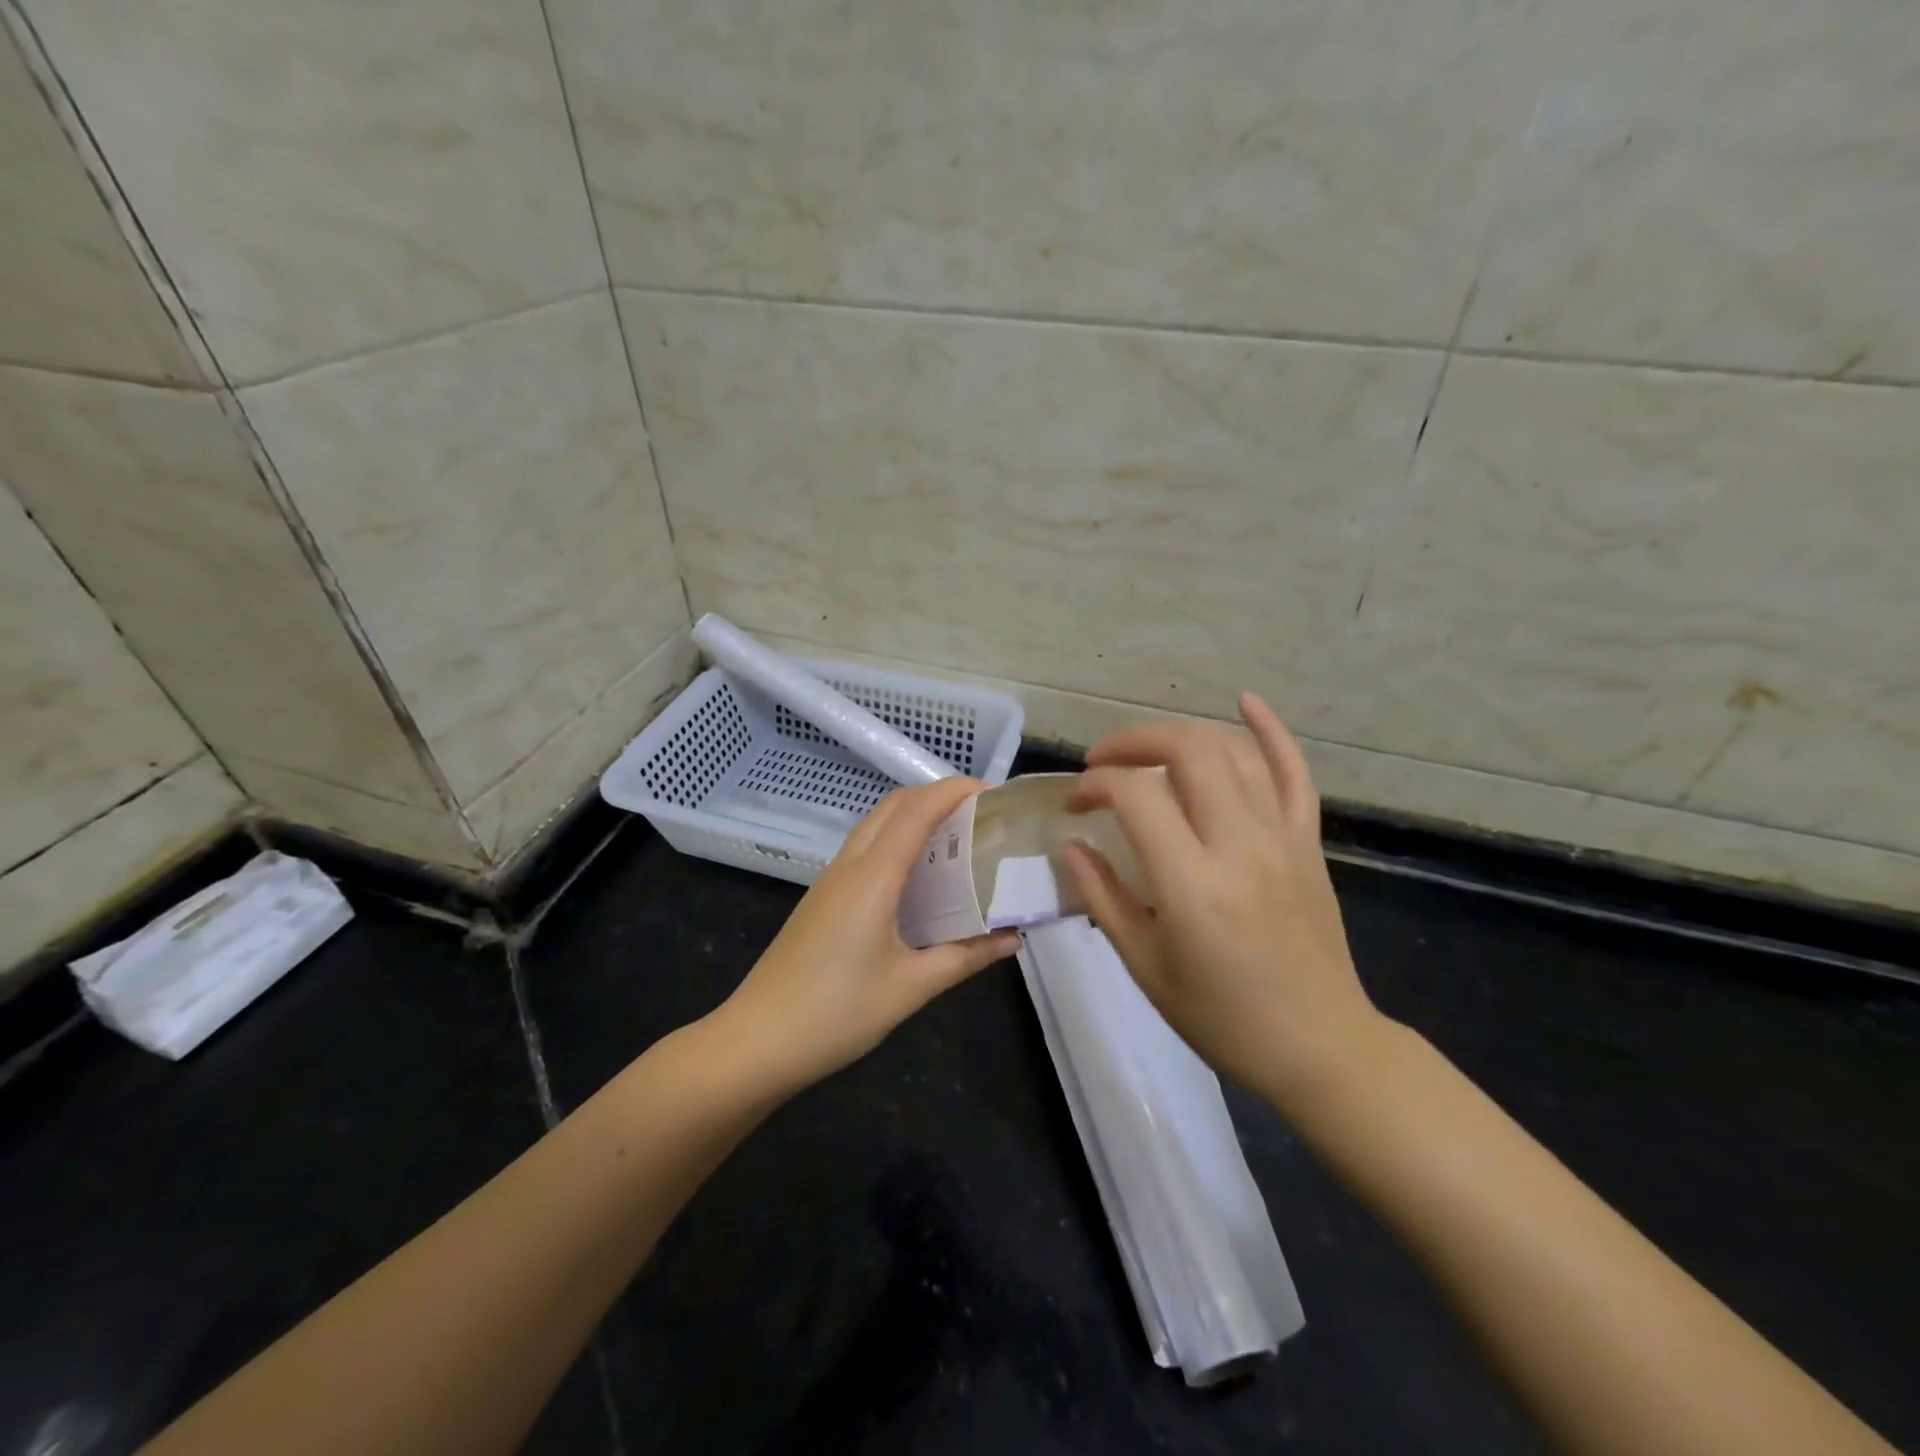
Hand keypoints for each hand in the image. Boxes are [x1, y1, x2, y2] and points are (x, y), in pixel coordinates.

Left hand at [717, 778, 1020, 1090]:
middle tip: (981, 814)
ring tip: (959, 837)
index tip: (994, 792)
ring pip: (876, 825)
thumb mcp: (911, 988)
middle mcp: (850, 866)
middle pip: (894, 806)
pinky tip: (921, 876)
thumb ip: (964, 957)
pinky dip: (898, 842)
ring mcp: (831, 880)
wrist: (757, 1041)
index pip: (917, 811)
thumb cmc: (836, 1013)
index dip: (955, 791)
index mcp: (872, 877)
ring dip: (916, 816)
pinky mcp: (823, 898)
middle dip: (938, 796)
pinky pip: (866, 850)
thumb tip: (1012, 938)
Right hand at [1063, 693, 1383, 1106]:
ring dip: (1182, 736)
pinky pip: (1294, 771)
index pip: (1135, 796)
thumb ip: (1102, 896)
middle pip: (1187, 751)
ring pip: (1233, 751)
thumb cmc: (1221, 1017)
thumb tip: (1071, 845)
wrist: (1319, 1045)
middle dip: (1135, 742)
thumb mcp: (1145, 965)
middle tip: (1104, 762)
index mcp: (1192, 883)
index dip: (1095, 785)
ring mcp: (1282, 837)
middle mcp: (1239, 844)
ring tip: (1149, 751)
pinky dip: (1270, 730)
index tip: (1076, 804)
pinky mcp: (1308, 841)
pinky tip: (1244, 701)